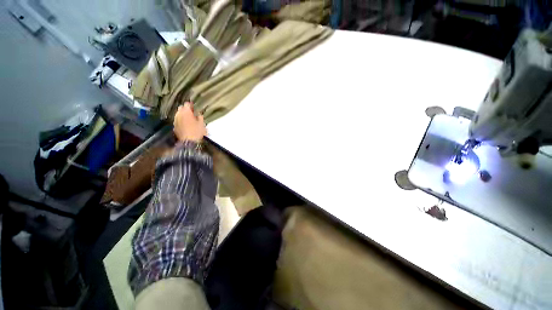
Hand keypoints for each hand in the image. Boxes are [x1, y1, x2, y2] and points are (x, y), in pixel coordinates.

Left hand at [173, 102, 206, 142]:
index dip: (191, 105)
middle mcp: (179, 114)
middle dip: (185, 109)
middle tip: (191, 112)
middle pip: (181, 108)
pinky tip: (185, 124)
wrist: (189, 142)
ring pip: (178, 114)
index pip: (187, 104)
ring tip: (188, 118)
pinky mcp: (174, 126)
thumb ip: (200, 117)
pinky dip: (180, 120)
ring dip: (182, 115)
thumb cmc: (197, 132)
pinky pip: (177, 120)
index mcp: (186, 112)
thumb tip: (198, 113)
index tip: (194, 106)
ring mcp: (175, 120)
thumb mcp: (202, 124)